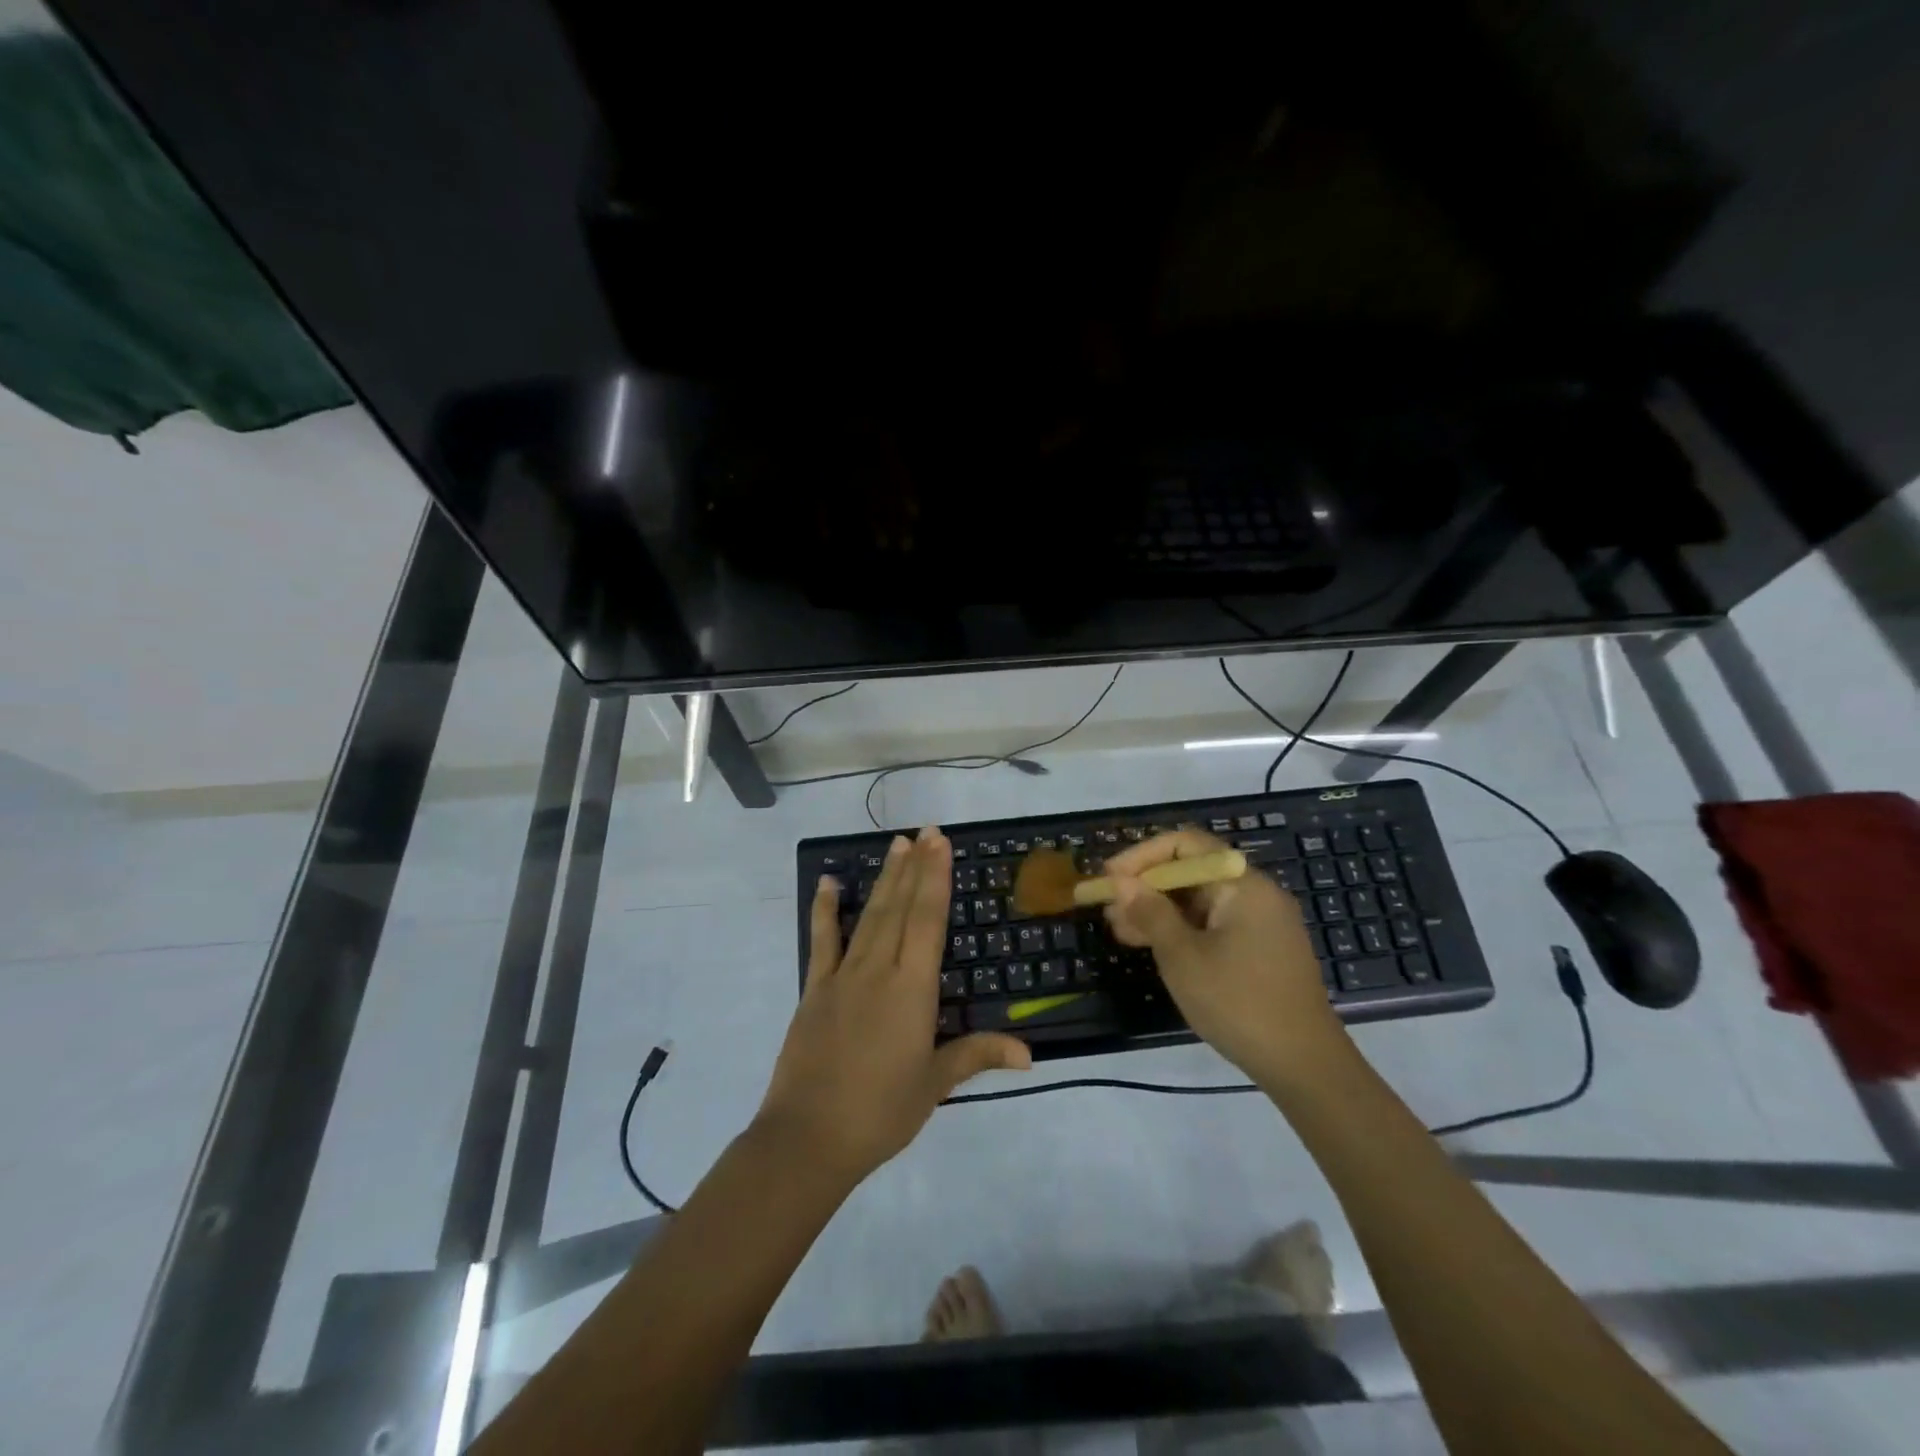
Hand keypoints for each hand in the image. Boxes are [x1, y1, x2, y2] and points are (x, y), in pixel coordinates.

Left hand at [756, 825, 1030, 1185]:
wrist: (808, 1138)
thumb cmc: (880, 1112)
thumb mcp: (934, 1084)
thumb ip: (977, 1055)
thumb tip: (1029, 1054)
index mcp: (911, 989)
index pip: (927, 921)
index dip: (935, 878)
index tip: (939, 843)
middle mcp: (878, 970)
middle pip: (900, 908)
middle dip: (915, 867)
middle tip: (925, 831)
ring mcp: (842, 976)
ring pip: (869, 916)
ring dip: (884, 879)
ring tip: (896, 845)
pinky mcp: (815, 989)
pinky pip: (822, 941)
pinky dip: (825, 909)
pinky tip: (828, 882)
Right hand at [1102, 829, 1348, 1080]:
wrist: (1305, 1066)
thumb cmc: (1239, 1003)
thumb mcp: (1183, 957)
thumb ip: (1150, 912)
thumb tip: (1121, 882)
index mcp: (1243, 884)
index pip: (1186, 844)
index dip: (1141, 856)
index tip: (1109, 878)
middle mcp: (1255, 893)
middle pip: (1192, 871)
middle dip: (1146, 886)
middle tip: (1109, 909)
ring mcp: (1261, 922)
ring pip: (1199, 900)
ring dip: (1158, 910)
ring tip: (1120, 931)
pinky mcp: (1260, 949)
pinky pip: (1213, 923)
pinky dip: (1181, 929)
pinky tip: (1152, 946)